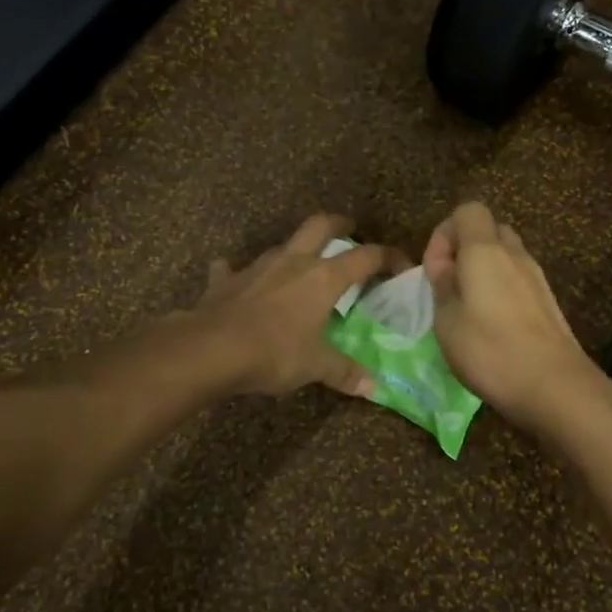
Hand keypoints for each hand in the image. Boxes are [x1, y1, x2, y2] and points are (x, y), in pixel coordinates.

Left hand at [195, 213, 395, 396]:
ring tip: (300, 266)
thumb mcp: (315, 366)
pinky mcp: (225, 279)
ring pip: (282, 245)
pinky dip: (239, 274)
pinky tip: (240, 283)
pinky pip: (233, 269)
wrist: (210, 348)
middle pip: (321, 225)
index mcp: (323, 278)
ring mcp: (257, 266)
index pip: (366, 257)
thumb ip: (344, 372)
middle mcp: (293, 262)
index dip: (388, 257)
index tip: (401, 265)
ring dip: (294, 250)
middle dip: (339, 224)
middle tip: (350, 230)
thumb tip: (373, 387)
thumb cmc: (274, 352)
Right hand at [423, 202, 607, 432]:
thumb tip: (445, 265)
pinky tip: (493, 328)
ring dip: (484, 273)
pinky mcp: (548, 302)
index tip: (435, 269)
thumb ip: (442, 284)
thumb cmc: (490, 350)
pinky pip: (519, 281)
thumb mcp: (446, 320)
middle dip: (465, 251)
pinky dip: (502, 292)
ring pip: (506, 257)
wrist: (554, 386)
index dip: (445, 233)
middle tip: (450, 287)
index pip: (468, 211)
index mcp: (485, 250)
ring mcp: (537, 278)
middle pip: (489, 231)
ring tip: (469, 310)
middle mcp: (515, 254)